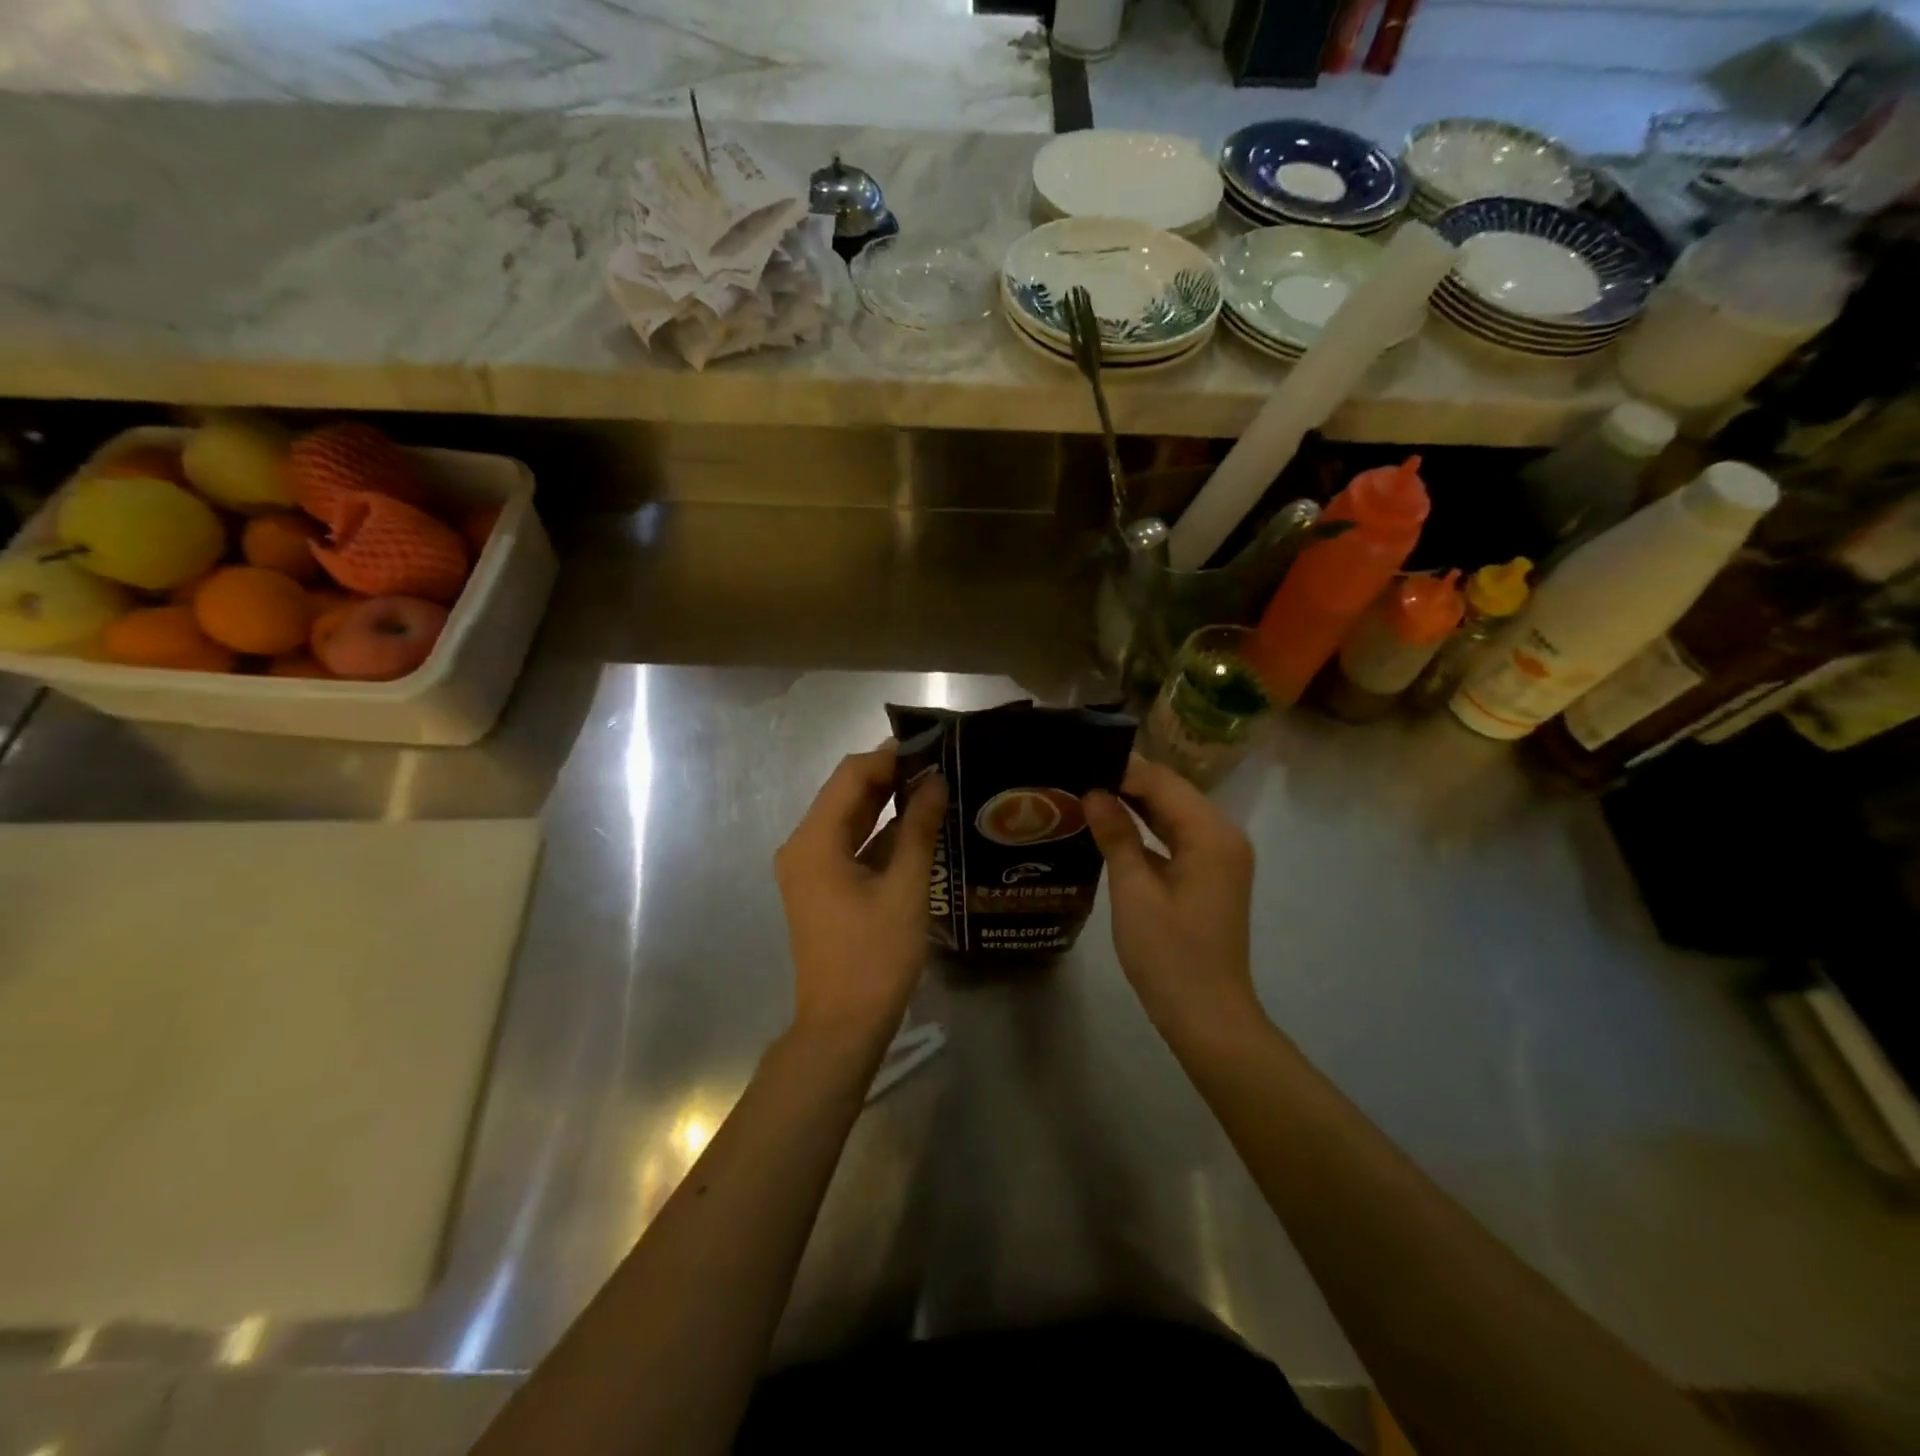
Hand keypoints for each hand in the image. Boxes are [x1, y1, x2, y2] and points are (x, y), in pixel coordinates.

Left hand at [774, 747, 946, 1045]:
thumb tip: (935, 782)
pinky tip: (915, 826)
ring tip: (933, 787)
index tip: (931, 746)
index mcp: (814, 841)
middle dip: (889, 776)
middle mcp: (802, 846)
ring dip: (885, 802)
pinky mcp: (820, 887)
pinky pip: (848, 844)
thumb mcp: (905, 888)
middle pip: (845, 794)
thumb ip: (918, 828)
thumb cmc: (875, 956)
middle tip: (938, 764)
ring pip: (848, 818)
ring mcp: (808, 868)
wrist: (842, 1026)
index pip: (850, 776)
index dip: (889, 756)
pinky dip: (878, 833)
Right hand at [1084, 756, 1261, 1041]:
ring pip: (1173, 814)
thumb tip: (1094, 792)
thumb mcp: (1134, 891)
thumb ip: (1116, 835)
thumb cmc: (1169, 954)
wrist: (1207, 1016)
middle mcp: (1223, 836)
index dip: (1122, 770)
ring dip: (1135, 804)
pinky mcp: (1210, 875)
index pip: (1163, 782)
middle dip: (1127, 782)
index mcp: (1211, 834)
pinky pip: (1176, 837)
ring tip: (1086, 792)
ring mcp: (1220, 857)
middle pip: (1172, 793)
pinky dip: (1147, 829)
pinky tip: (1110, 826)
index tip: (1079, 762)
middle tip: (1077, 774)